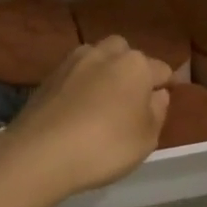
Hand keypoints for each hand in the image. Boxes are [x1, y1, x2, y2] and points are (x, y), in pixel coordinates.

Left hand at [0, 38, 169, 199]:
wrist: (40, 153)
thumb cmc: (106, 146)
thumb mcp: (146, 138)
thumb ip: (158, 112)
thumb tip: (158, 94)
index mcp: (136, 65)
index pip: (161, 69)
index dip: (166, 85)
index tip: (162, 103)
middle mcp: (105, 54)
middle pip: (125, 53)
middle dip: (131, 68)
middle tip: (131, 98)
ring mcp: (72, 62)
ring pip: (97, 58)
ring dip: (103, 72)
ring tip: (103, 100)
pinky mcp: (48, 77)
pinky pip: (74, 74)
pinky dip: (80, 85)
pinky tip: (78, 108)